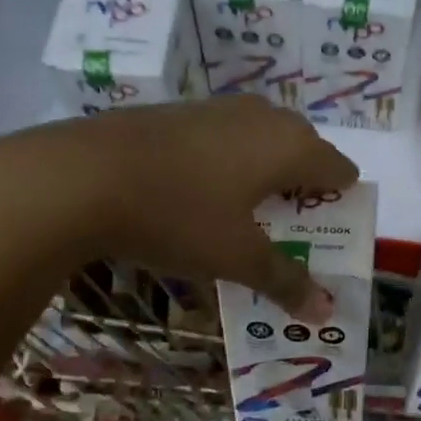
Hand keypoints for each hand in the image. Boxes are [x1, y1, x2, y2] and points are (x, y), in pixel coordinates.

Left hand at [0, 96, 357, 321]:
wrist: (80, 176)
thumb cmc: (178, 215)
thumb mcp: (236, 257)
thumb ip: (285, 281)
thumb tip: (325, 311)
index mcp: (289, 146)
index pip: (339, 168)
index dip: (340, 200)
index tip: (327, 232)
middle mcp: (261, 117)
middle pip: (303, 147)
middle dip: (303, 186)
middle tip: (289, 226)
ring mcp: (216, 109)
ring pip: (260, 138)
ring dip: (264, 172)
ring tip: (246, 212)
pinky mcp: (177, 112)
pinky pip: (223, 137)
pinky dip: (227, 162)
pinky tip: (198, 192)